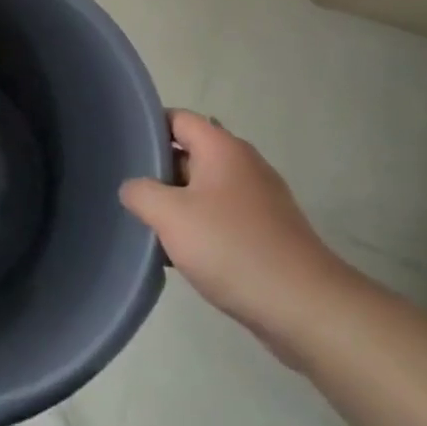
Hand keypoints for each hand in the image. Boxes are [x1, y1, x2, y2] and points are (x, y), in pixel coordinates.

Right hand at [119, 111, 356, 365]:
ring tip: (146, 222)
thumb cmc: (232, 247)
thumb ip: (140, 192)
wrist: (306, 308)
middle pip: (189, 152)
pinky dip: (198, 226)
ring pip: (203, 188)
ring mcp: (259, 199)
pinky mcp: (266, 231)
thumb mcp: (170, 215)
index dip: (147, 127)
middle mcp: (243, 164)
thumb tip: (133, 188)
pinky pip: (221, 216)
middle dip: (157, 170)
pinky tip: (178, 252)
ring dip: (176, 203)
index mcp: (222, 148)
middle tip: (126, 189)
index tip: (121, 147)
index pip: (177, 118)